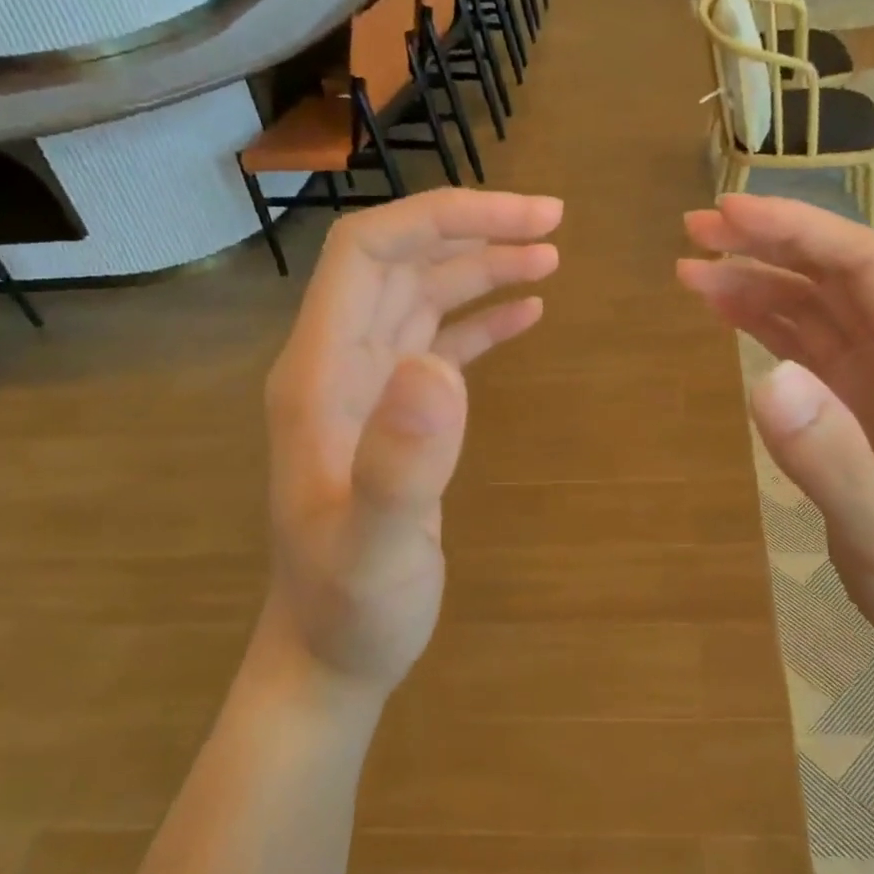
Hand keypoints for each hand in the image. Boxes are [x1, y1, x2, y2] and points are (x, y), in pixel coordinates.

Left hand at [259, 188, 561, 697]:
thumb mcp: (376, 549)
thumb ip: (399, 465)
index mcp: (319, 376)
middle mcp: (337, 367)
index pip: (367, 254)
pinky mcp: (395, 417)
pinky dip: (480, 320)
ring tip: (550, 257)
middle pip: (399, 263)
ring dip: (481, 268)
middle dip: (473, 230)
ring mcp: (366, 391)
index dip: (442, 219)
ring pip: (421, 298)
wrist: (330, 655)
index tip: (524, 218)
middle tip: (554, 223)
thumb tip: (439, 367)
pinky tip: (526, 314)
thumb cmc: (351, 609)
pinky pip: (437, 344)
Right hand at [678, 194, 873, 670]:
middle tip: (695, 228)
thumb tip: (765, 379)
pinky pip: (804, 348)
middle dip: (768, 244)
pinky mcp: (853, 407)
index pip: (865, 267)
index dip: (798, 231)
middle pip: (836, 276)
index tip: (729, 215)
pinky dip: (762, 324)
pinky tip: (723, 312)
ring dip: (756, 282)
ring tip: (690, 268)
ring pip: (815, 308)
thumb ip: (828, 454)